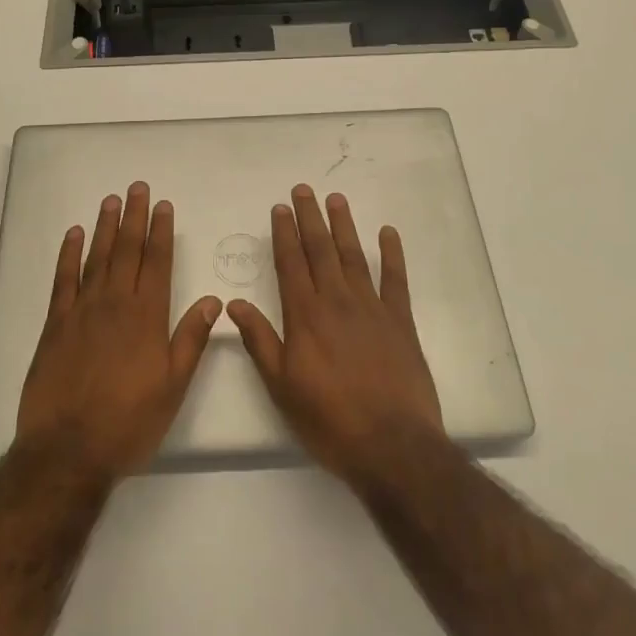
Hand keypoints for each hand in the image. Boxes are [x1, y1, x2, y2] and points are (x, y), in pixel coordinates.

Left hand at [15, 182, 222, 485]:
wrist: (68, 450)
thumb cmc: (128, 422)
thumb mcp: (173, 387)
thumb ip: (192, 340)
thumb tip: (213, 300)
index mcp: (147, 317)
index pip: (157, 262)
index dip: (161, 231)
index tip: (163, 206)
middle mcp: (116, 303)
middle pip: (127, 250)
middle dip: (134, 217)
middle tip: (137, 187)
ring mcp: (82, 310)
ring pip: (97, 257)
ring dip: (105, 227)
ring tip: (111, 200)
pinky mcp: (55, 324)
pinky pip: (63, 279)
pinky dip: (69, 254)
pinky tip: (75, 234)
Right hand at [227, 185, 444, 488]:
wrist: (392, 446)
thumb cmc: (329, 420)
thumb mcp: (282, 387)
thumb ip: (260, 341)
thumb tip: (234, 304)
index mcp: (305, 315)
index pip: (291, 263)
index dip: (284, 234)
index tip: (280, 207)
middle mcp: (336, 301)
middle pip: (320, 250)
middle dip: (310, 217)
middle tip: (303, 189)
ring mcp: (371, 308)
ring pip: (353, 256)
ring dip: (343, 225)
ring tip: (336, 199)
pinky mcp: (401, 321)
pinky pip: (395, 279)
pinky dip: (392, 254)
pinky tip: (387, 232)